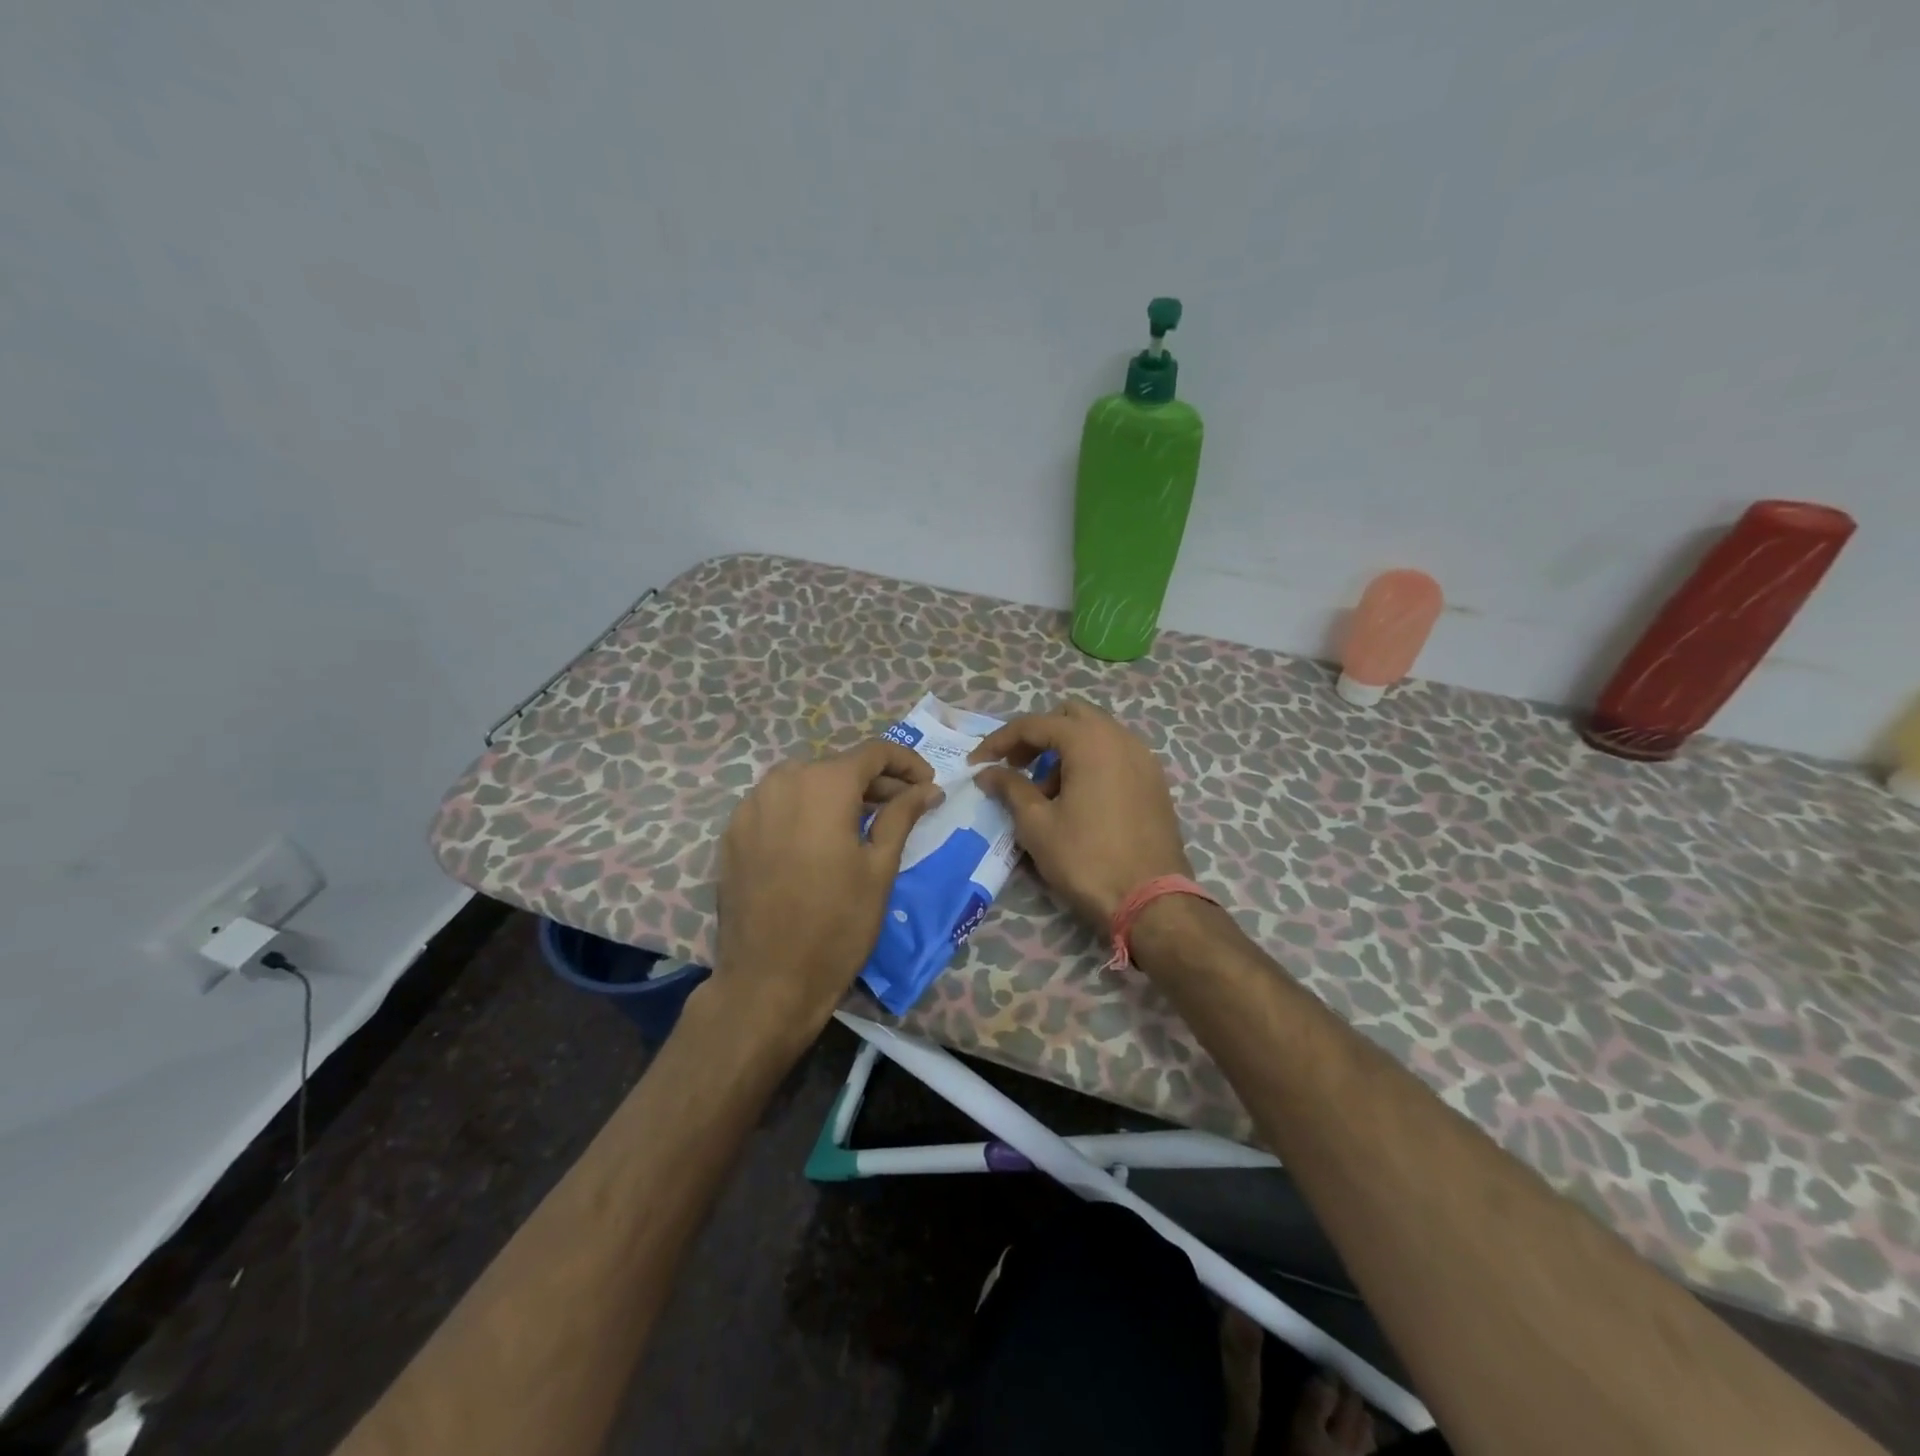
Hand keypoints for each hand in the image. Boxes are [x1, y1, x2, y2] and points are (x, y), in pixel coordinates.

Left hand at [711, 740, 942, 1040]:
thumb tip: (927, 788)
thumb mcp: (880, 868)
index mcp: (823, 784)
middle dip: (874, 781)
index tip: (927, 785)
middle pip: (837, 766)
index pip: (873, 752)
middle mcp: (782, 782)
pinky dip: (804, 810)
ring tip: (862, 823)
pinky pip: (777, 804)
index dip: (906, 763)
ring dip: (837, 794)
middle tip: (902, 807)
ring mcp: (750, 806)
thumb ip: (902, 816)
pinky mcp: (732, 834)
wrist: (768, 982)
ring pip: (804, 782)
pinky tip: (819, 840)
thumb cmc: (837, 925)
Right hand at [969, 700, 1191, 930]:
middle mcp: (1121, 738)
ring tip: (1045, 793)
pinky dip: (1091, 764)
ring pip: (1096, 735)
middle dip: (1037, 736)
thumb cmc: (1087, 859)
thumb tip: (987, 772)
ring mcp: (1144, 759)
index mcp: (1090, 741)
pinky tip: (1078, 801)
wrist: (1152, 901)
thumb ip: (1010, 789)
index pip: (1035, 724)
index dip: (999, 741)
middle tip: (1016, 767)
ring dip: (1065, 751)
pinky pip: (1116, 756)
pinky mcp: (1155, 782)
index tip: (977, 764)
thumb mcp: (1037, 824)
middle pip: (1070, 717)